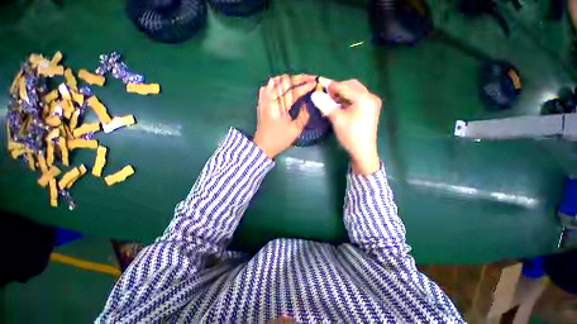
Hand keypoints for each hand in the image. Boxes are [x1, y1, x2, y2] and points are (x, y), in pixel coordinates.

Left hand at [253, 74, 315, 157]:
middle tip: (309, 78)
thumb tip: (307, 103)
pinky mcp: (261, 103)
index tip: (315, 82)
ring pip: (274, 81)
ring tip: (297, 80)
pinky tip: (281, 86)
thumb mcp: (295, 130)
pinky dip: (275, 84)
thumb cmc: (280, 139)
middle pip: (284, 82)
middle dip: (298, 78)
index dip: (305, 86)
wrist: (263, 146)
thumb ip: (303, 115)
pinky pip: (267, 87)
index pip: (294, 91)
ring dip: (287, 79)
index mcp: (279, 107)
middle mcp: (270, 99)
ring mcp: (264, 100)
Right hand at [325, 79, 381, 174]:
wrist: (362, 151)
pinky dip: (347, 100)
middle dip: (338, 89)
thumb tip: (314, 94)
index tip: (319, 84)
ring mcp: (372, 103)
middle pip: (352, 86)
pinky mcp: (370, 109)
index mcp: (364, 98)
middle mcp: (370, 97)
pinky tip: (339, 105)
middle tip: (325, 94)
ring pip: (354, 92)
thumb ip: (326, 105)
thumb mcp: (337, 119)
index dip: (331, 86)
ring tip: (331, 100)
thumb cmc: (350, 135)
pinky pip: (357, 99)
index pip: (345, 86)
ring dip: (342, 94)